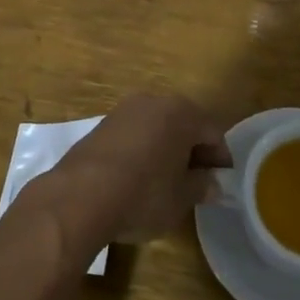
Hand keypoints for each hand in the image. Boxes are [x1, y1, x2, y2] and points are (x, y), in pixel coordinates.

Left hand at [45, 95, 232, 243]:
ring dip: (166, 149)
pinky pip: (134, 134)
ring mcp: (124, 110)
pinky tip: (138, 176)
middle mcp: (154, 101)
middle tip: (195, 182)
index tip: (219, 183)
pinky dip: (143, 150)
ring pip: (157, 127)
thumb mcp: (181, 198)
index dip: (220, 159)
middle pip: (184, 124)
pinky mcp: (101, 124)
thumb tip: (212, 184)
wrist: (79, 196)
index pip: (213, 133)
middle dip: (192, 151)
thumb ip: (201, 186)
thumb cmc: (143, 195)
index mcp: (182, 113)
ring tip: (166, 181)